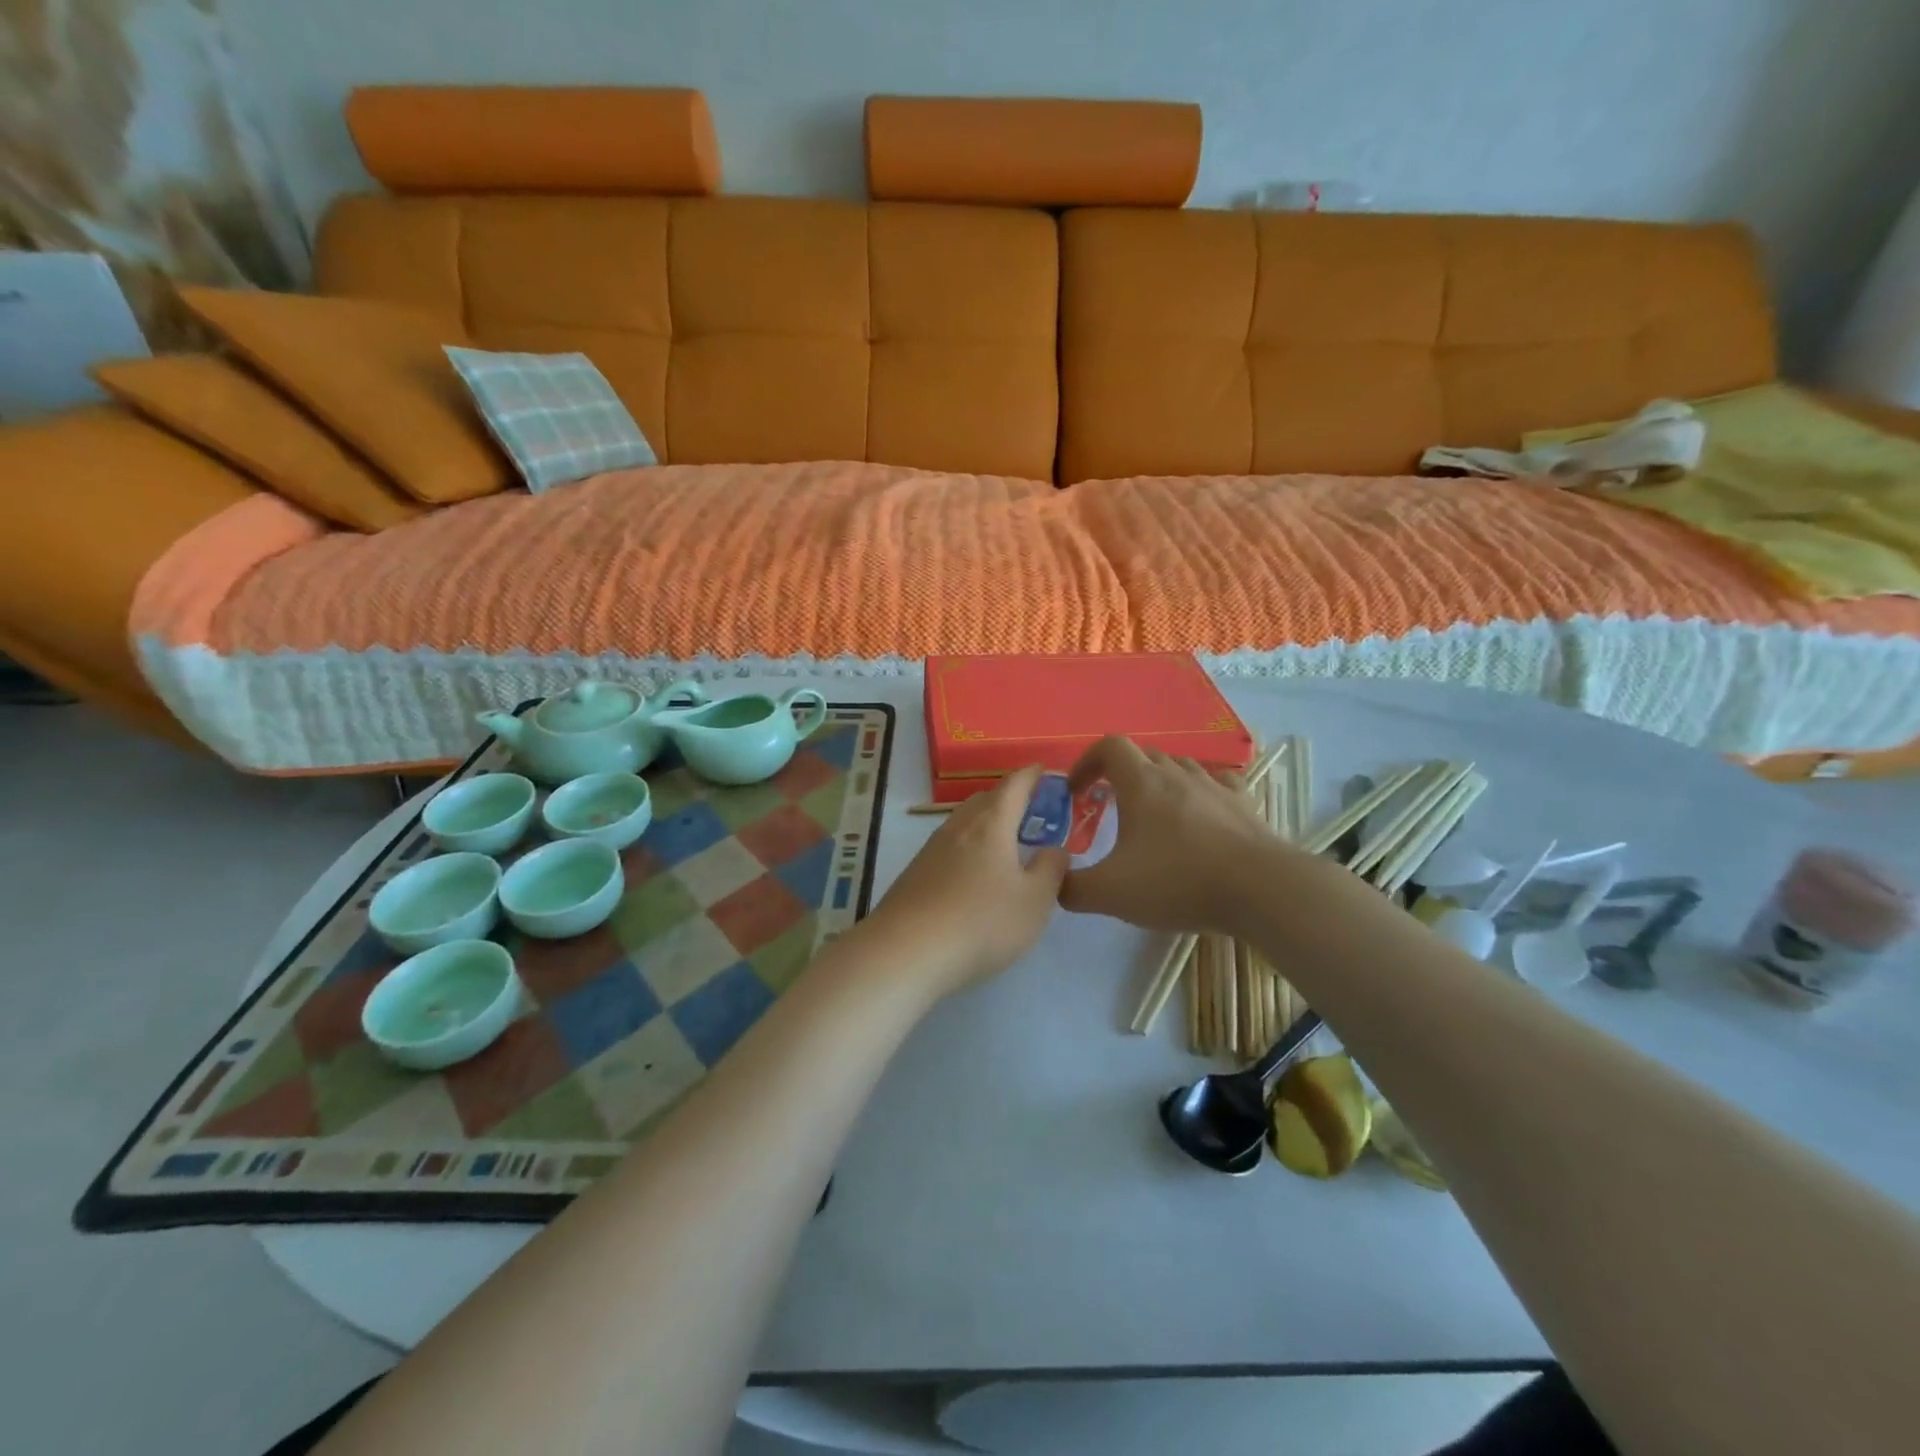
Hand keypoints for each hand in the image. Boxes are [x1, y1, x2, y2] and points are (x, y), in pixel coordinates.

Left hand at [864, 765, 1068, 998]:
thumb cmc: (982, 922)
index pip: (1014, 785)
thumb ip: (1051, 870)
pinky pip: (949, 849)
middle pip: (985, 800)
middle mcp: (958, 828)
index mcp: (991, 824)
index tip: (1044, 770)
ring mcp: (931, 851)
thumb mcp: (1034, 901)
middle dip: (1008, 799)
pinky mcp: (915, 875)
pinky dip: (968, 850)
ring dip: (985, 825)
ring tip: (1005, 844)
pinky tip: (974, 875)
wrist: (905, 952)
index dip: (1032, 775)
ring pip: (964, 824)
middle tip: (1030, 811)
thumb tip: (1055, 849)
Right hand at [1059, 736, 1277, 934]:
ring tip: (1152, 816)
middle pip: (1142, 755)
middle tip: (1109, 807)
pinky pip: (1217, 784)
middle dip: (1119, 775)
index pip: (1108, 746)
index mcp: (1141, 783)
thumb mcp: (1111, 893)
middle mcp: (1177, 774)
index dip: (1087, 761)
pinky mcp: (1243, 805)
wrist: (1260, 890)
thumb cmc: (1178, 881)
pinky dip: (1200, 793)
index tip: (1077, 791)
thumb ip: (1072, 888)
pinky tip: (1201, 813)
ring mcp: (1215, 786)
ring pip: (1179, 768)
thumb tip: (1055, 882)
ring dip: (1159, 783)